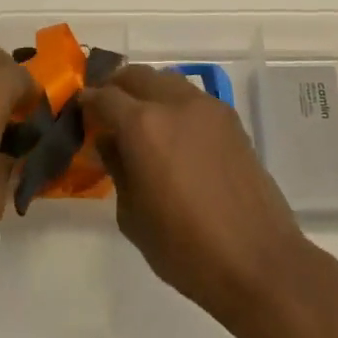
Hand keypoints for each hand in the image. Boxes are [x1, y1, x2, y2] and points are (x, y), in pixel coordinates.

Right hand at [82, 65, 313, 326]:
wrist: (258, 261)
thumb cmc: (185, 248)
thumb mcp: (132, 215)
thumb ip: (117, 168)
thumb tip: (110, 142)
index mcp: (143, 125)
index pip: (105, 97)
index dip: (88, 102)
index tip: (80, 110)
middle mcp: (176, 104)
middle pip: (137, 75)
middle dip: (116, 86)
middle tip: (106, 110)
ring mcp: (208, 109)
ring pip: (167, 80)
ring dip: (147, 91)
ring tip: (139, 120)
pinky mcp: (232, 121)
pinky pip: (192, 98)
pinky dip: (174, 104)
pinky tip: (172, 134)